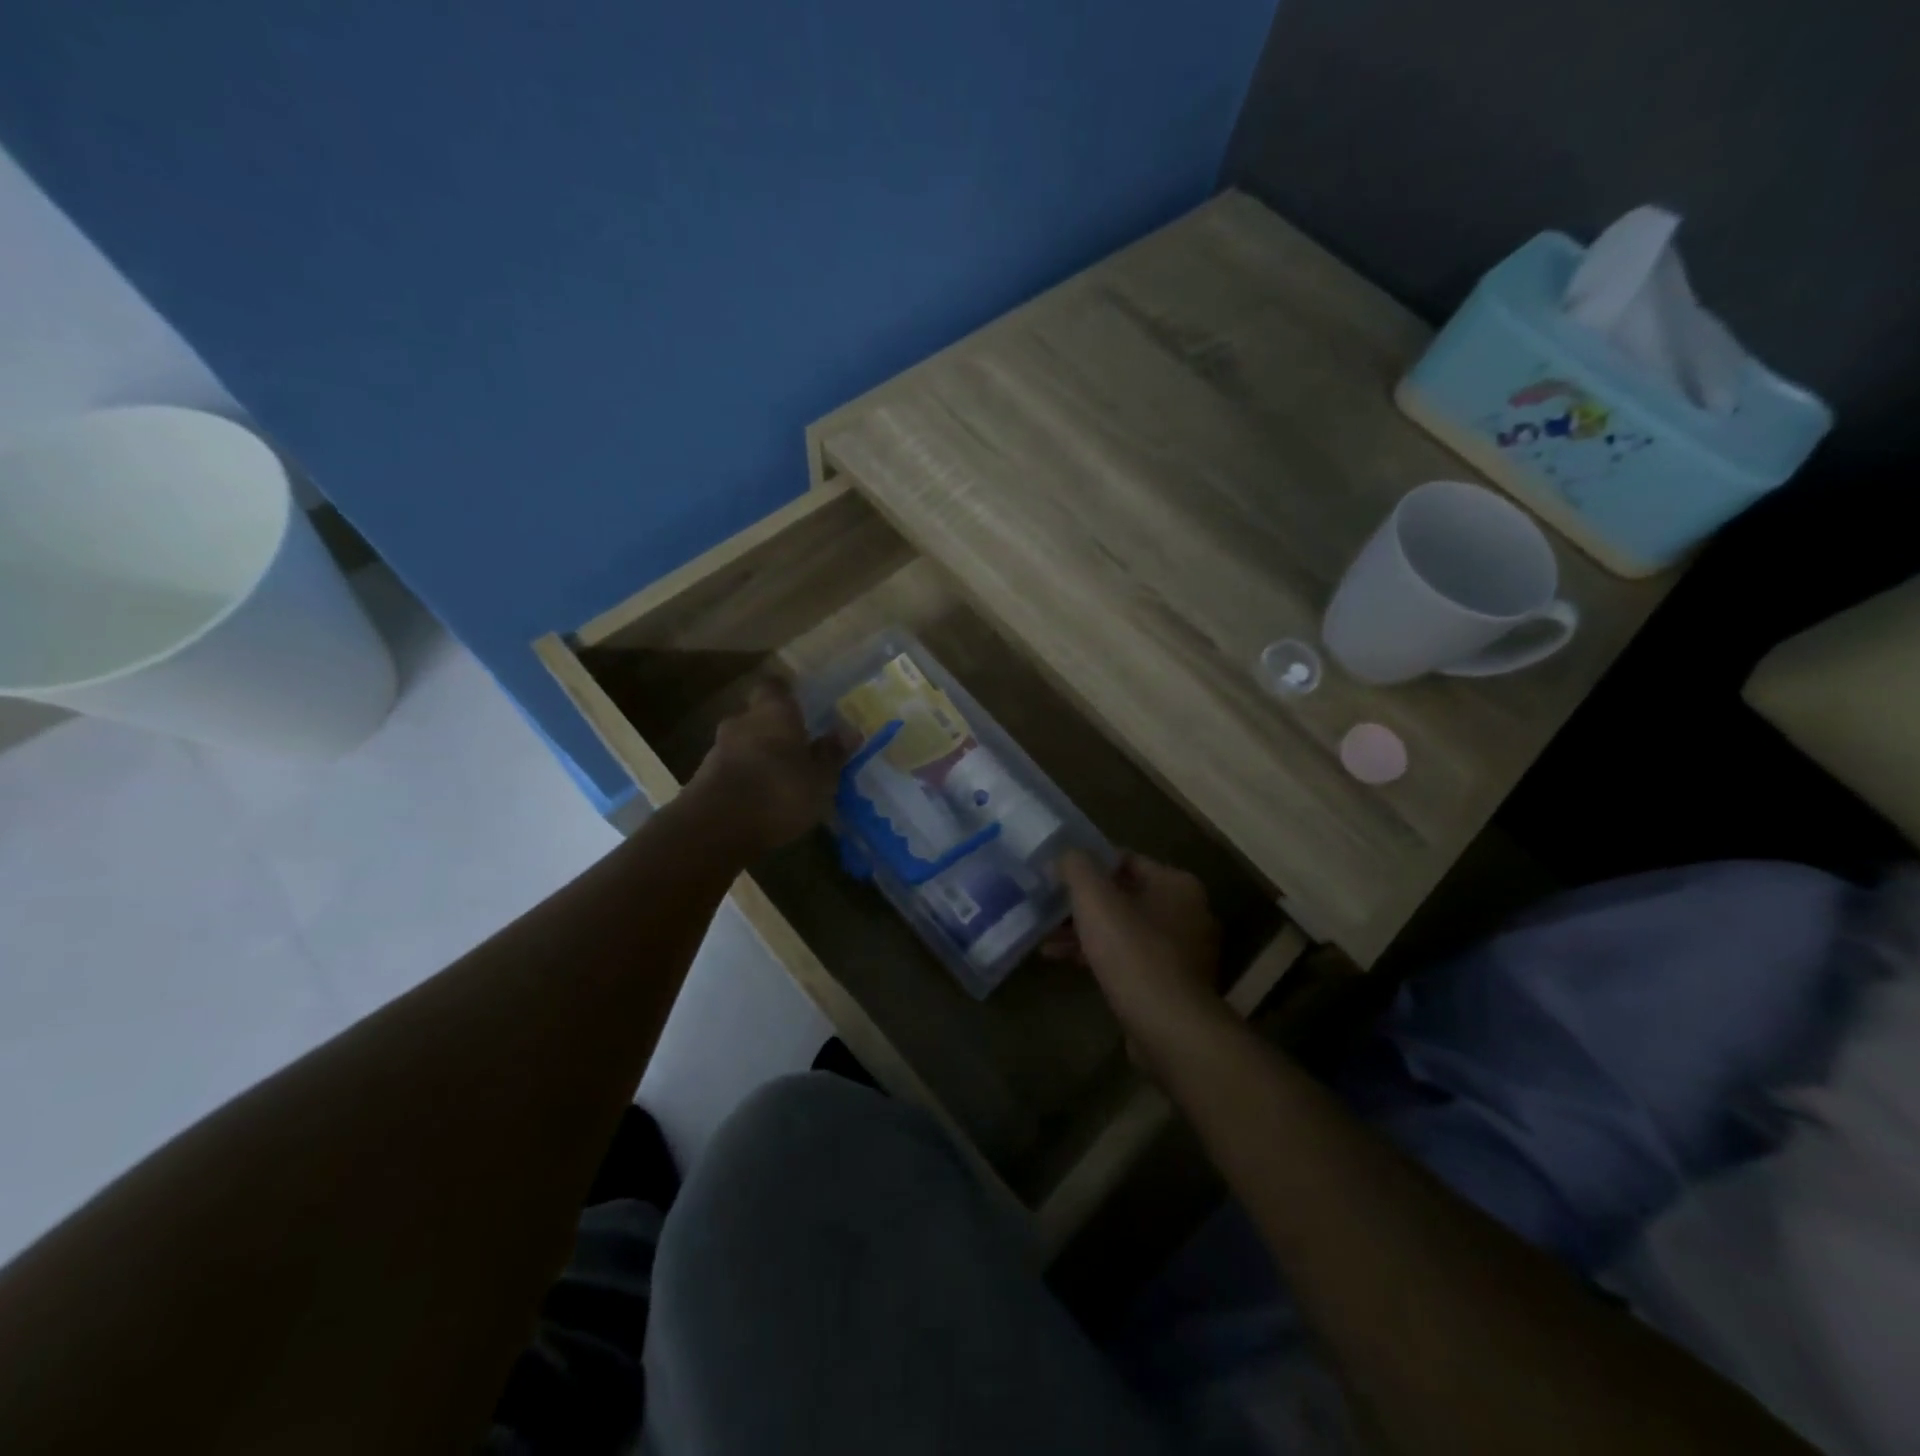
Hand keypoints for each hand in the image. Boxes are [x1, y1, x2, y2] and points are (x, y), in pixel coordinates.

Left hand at [685, 680, 845, 856]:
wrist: (715, 828)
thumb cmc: (779, 791)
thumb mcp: (820, 778)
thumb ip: (831, 754)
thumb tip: (848, 731)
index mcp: (774, 712)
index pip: (775, 686)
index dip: (786, 694)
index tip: (800, 704)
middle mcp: (742, 722)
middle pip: (756, 716)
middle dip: (773, 729)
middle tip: (795, 746)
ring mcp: (717, 750)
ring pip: (742, 743)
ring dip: (757, 756)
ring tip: (779, 778)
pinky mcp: (702, 779)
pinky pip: (730, 769)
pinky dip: (744, 778)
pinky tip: (759, 799)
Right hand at [1044, 851, 1231, 1081]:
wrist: (1169, 1027)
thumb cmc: (1133, 952)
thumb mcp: (1095, 899)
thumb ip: (1077, 867)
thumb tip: (1065, 855)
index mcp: (1176, 884)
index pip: (1126, 859)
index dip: (1089, 864)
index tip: (1058, 874)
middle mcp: (1187, 912)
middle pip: (1124, 896)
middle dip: (1083, 904)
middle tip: (1048, 907)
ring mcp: (1182, 952)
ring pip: (1124, 929)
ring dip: (1086, 932)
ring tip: (1046, 940)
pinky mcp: (1171, 984)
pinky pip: (1129, 958)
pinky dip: (1099, 955)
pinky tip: (1065, 961)